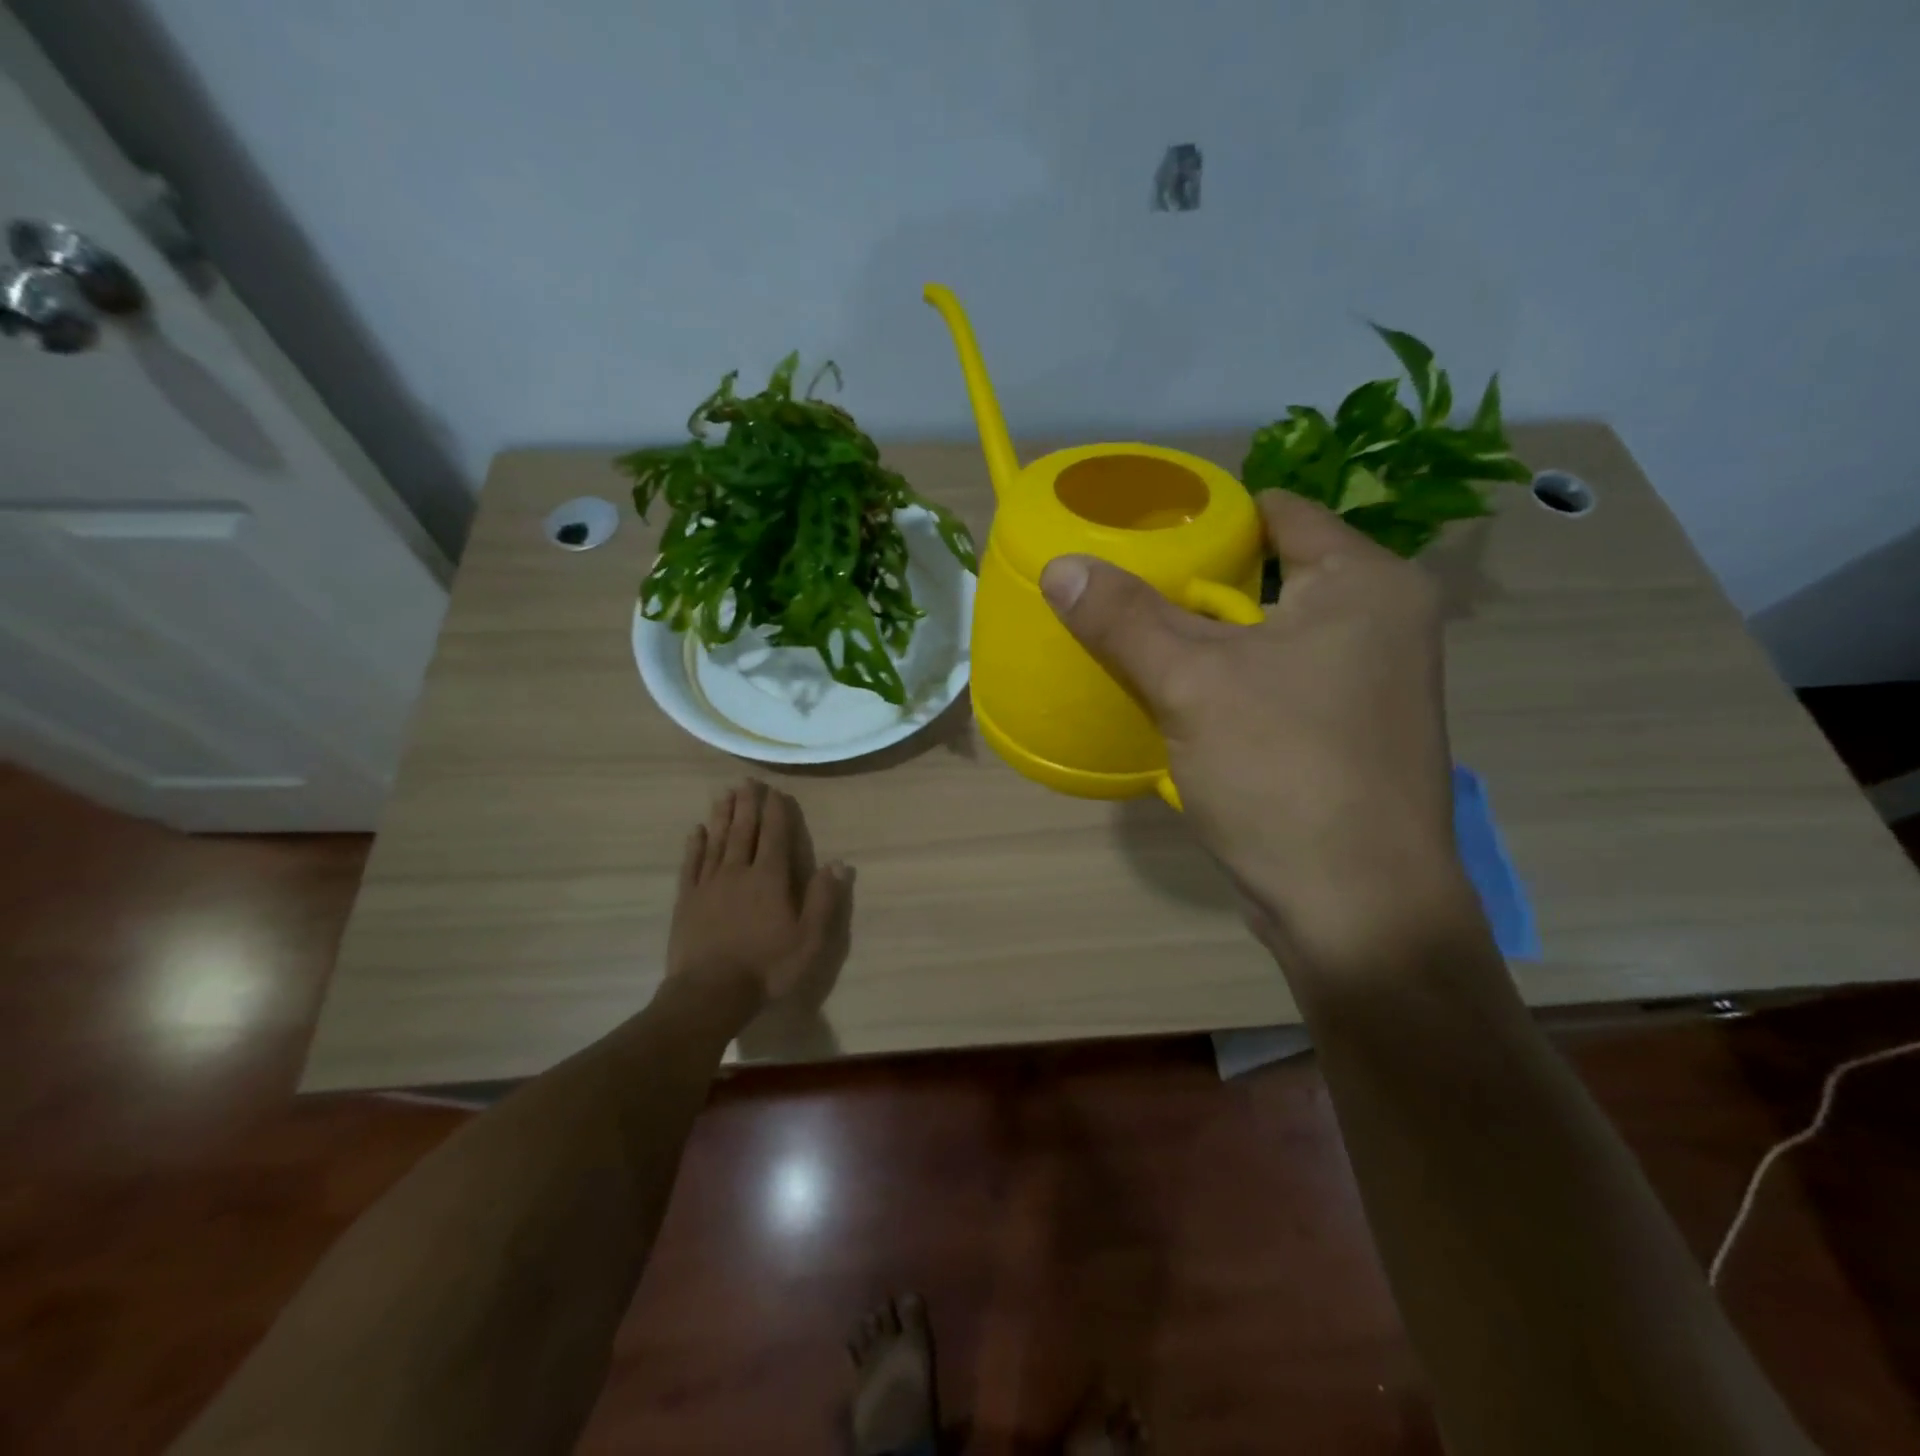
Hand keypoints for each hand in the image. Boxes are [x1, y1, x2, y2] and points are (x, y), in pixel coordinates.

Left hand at [667, 780, 853, 1011]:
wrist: (710, 993)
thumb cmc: (767, 967)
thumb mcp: (809, 938)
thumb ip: (823, 898)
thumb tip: (837, 862)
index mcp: (770, 879)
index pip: (775, 836)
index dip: (777, 812)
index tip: (776, 791)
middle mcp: (738, 872)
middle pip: (744, 831)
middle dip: (747, 804)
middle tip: (747, 781)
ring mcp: (709, 885)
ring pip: (717, 841)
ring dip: (722, 816)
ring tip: (724, 794)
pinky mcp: (687, 901)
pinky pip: (691, 865)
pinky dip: (695, 845)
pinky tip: (696, 831)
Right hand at [1040, 489, 1472, 969]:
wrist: (1356, 908)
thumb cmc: (1284, 771)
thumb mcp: (1192, 684)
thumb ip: (1125, 619)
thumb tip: (1061, 566)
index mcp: (1366, 585)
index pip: (1278, 514)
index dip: (1208, 518)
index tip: (1144, 534)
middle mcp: (1381, 623)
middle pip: (1270, 576)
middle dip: (1197, 584)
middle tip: (1126, 589)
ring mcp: (1369, 684)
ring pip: (1269, 636)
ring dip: (1209, 639)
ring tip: (1139, 639)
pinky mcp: (1348, 734)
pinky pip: (1276, 683)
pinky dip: (1230, 682)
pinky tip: (1178, 698)